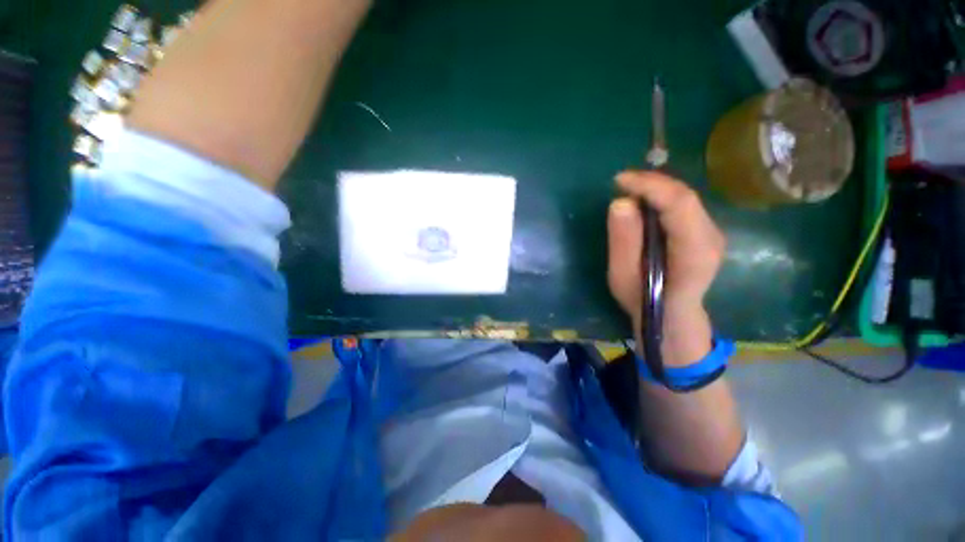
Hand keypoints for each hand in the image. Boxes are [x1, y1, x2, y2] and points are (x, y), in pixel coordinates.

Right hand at [607, 171, 725, 366]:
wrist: (672, 317)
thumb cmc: (644, 301)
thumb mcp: (623, 276)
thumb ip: (623, 241)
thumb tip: (621, 202)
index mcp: (694, 253)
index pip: (679, 204)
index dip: (649, 186)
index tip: (619, 181)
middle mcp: (712, 237)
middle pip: (684, 196)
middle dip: (651, 183)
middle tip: (621, 183)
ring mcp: (713, 233)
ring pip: (685, 197)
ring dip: (655, 188)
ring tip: (628, 189)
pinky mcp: (706, 231)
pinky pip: (684, 205)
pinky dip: (661, 197)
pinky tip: (643, 202)